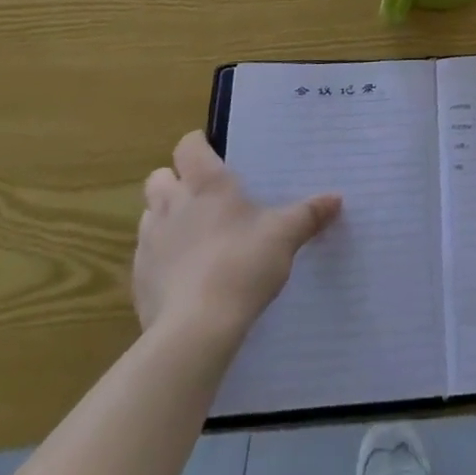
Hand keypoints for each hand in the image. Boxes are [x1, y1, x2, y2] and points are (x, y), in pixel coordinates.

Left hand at [133, 132, 341, 340]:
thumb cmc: (243, 265)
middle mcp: (172, 205)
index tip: (214, 152)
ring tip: (194, 234)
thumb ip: (309, 214)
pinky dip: (162, 256)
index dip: (198, 145)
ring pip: (149, 214)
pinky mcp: (139, 278)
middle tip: (204, 194)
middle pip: (159, 176)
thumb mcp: (285, 236)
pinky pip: (146, 255)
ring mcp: (150, 242)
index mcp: (206, 185)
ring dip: (166, 216)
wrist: (196, 329)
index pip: (188, 146)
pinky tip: (185, 274)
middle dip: (176, 179)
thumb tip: (336, 199)